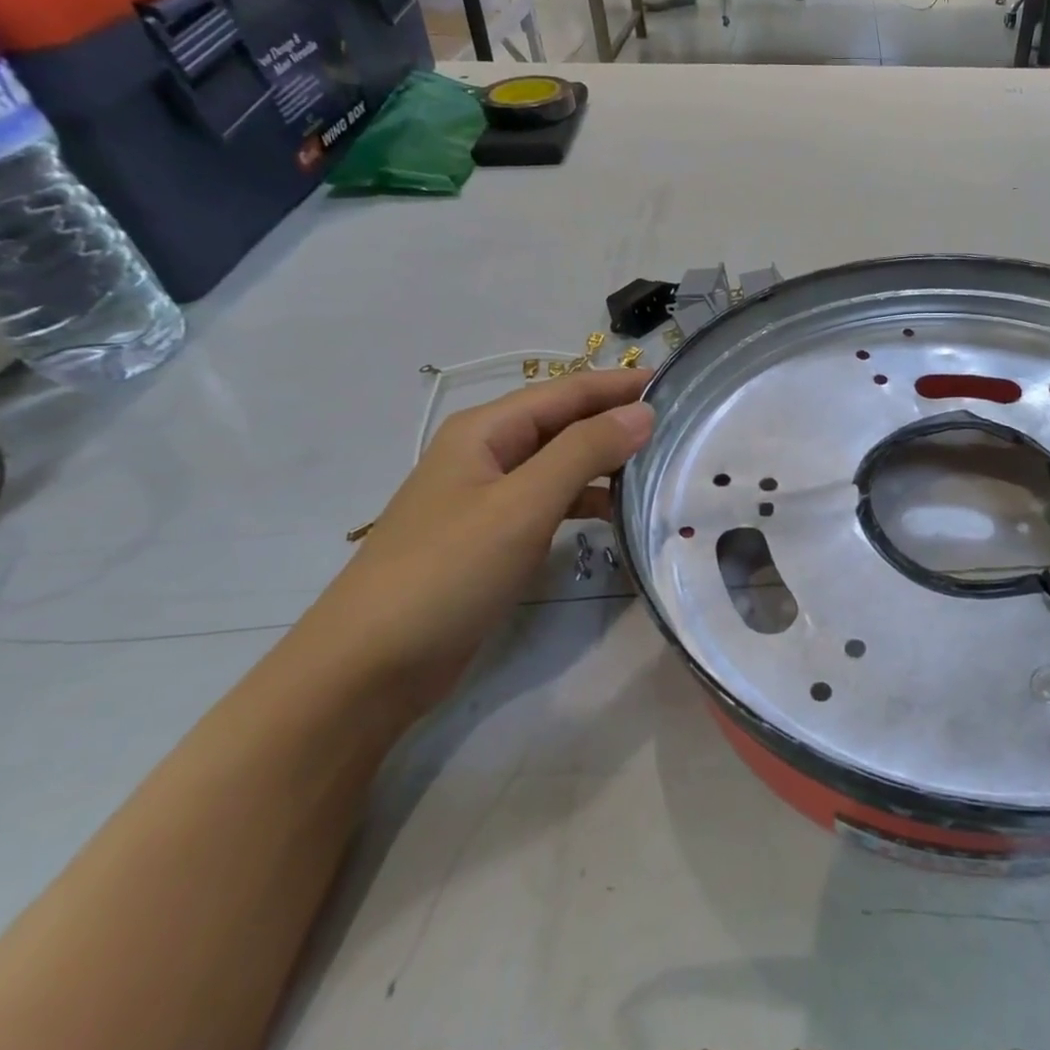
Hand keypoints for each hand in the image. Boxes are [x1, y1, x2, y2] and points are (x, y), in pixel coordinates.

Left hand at [294, 369, 654, 712]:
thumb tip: (642, 412)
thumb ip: (584, 452)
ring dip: (606, 459)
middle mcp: (487, 454)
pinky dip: (586, 498)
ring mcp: (488, 497)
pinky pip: (551, 500)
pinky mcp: (494, 537)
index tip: (676, 383)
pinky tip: (618, 512)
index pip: (567, 391)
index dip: (620, 384)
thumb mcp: (522, 505)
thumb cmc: (447, 572)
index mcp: (486, 431)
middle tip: (680, 424)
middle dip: (617, 417)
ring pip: (560, 462)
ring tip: (661, 465)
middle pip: (564, 422)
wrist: (369, 666)